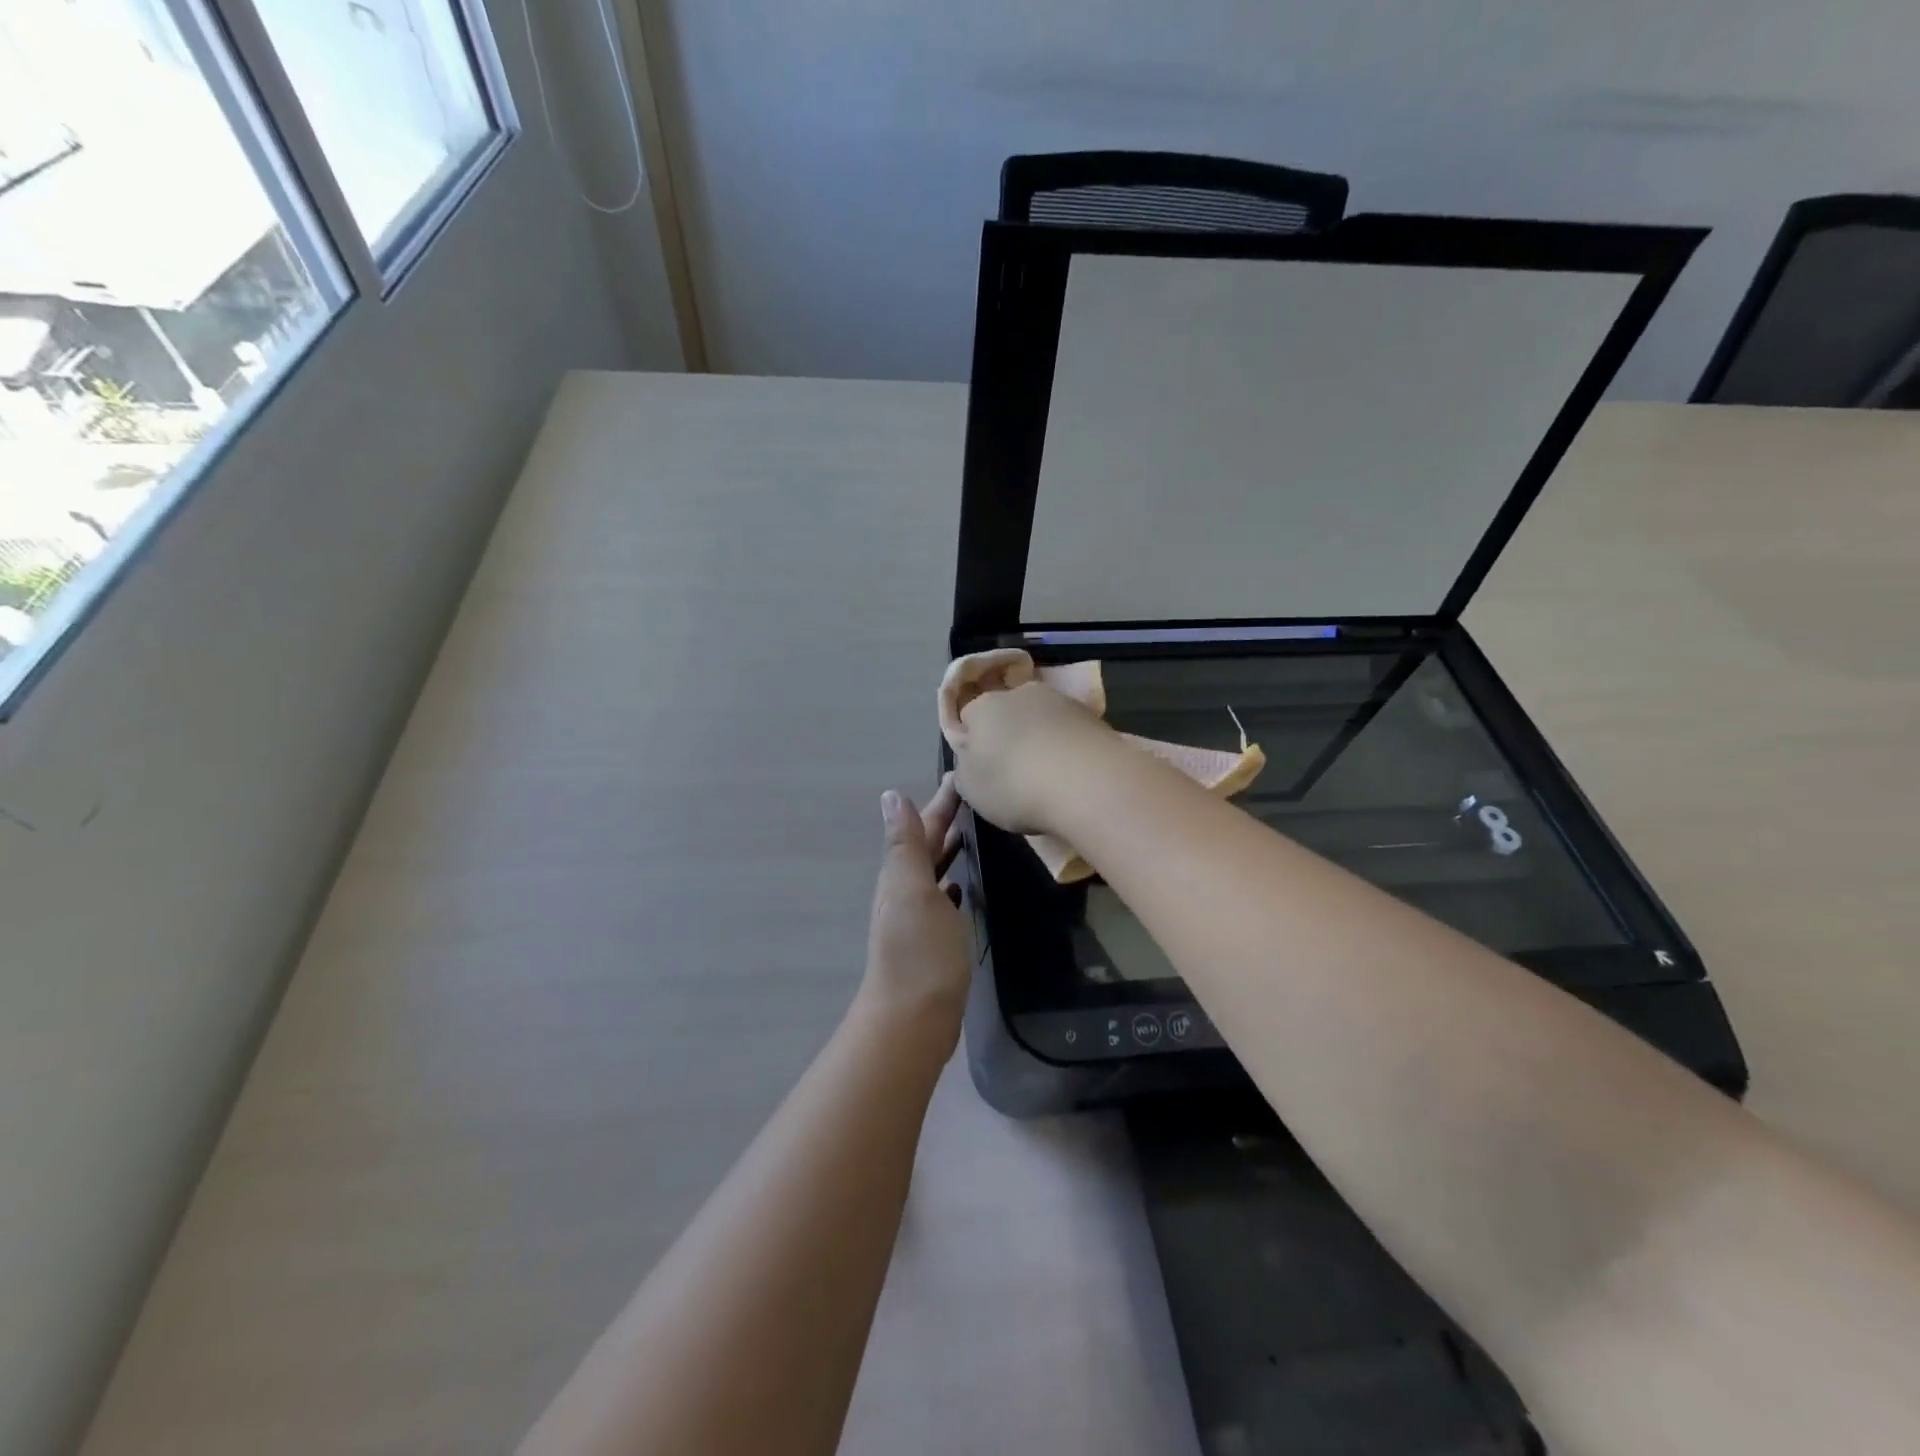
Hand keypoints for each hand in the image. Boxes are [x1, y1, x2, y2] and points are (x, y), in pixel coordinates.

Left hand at [858, 774, 969, 1051]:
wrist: (912, 1019)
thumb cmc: (918, 952)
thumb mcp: (911, 890)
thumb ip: (905, 844)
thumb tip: (891, 795)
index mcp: (901, 874)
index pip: (924, 826)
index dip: (940, 801)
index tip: (961, 775)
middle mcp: (905, 891)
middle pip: (927, 845)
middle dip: (945, 818)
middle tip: (972, 796)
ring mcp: (917, 918)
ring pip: (933, 870)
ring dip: (948, 848)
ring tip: (971, 831)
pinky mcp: (932, 941)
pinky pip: (942, 899)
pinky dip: (950, 883)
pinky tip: (961, 885)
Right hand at [937, 650, 1109, 831]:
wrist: (1085, 781)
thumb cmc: (1014, 785)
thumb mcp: (972, 790)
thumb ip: (966, 771)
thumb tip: (970, 762)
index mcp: (982, 707)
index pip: (969, 717)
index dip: (975, 742)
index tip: (983, 768)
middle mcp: (1019, 693)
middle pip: (1008, 713)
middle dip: (1010, 736)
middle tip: (1017, 773)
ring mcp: (1059, 700)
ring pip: (1042, 718)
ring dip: (1042, 739)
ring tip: (1051, 776)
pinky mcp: (1092, 715)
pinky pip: (1070, 730)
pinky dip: (1068, 746)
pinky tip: (1074, 773)